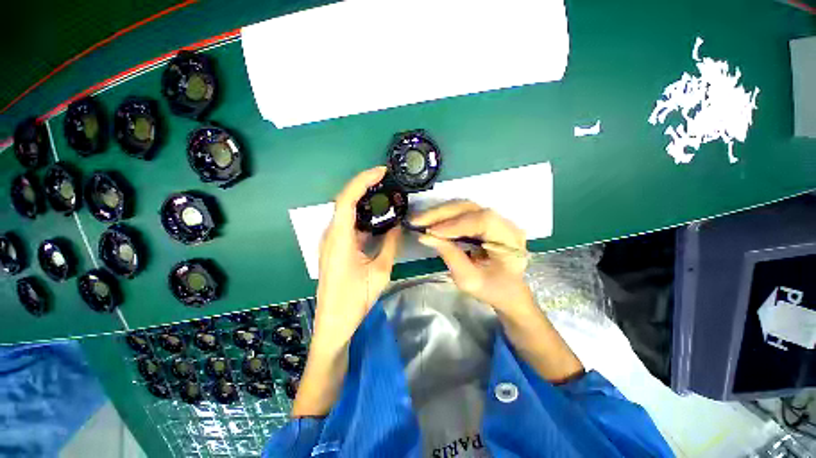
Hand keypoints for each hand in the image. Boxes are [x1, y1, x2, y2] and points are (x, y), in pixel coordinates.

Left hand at [313, 166, 400, 350]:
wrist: (333, 323)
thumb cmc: (356, 299)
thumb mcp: (380, 271)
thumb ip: (391, 244)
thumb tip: (398, 225)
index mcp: (339, 238)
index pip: (347, 199)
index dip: (363, 181)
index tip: (381, 171)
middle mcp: (331, 235)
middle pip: (344, 201)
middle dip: (364, 186)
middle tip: (387, 181)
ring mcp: (331, 241)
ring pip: (345, 212)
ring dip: (363, 200)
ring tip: (384, 195)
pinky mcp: (334, 248)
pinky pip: (347, 224)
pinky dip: (361, 216)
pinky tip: (376, 218)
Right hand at [414, 201, 583, 382]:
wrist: (508, 290)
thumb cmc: (492, 289)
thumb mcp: (469, 279)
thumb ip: (450, 256)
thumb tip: (425, 236)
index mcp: (510, 240)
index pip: (483, 221)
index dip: (455, 224)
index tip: (430, 232)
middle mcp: (506, 223)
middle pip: (471, 208)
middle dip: (441, 214)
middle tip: (417, 221)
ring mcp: (496, 219)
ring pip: (465, 206)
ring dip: (440, 213)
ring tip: (420, 220)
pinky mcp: (486, 219)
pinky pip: (463, 212)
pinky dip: (445, 216)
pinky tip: (431, 221)